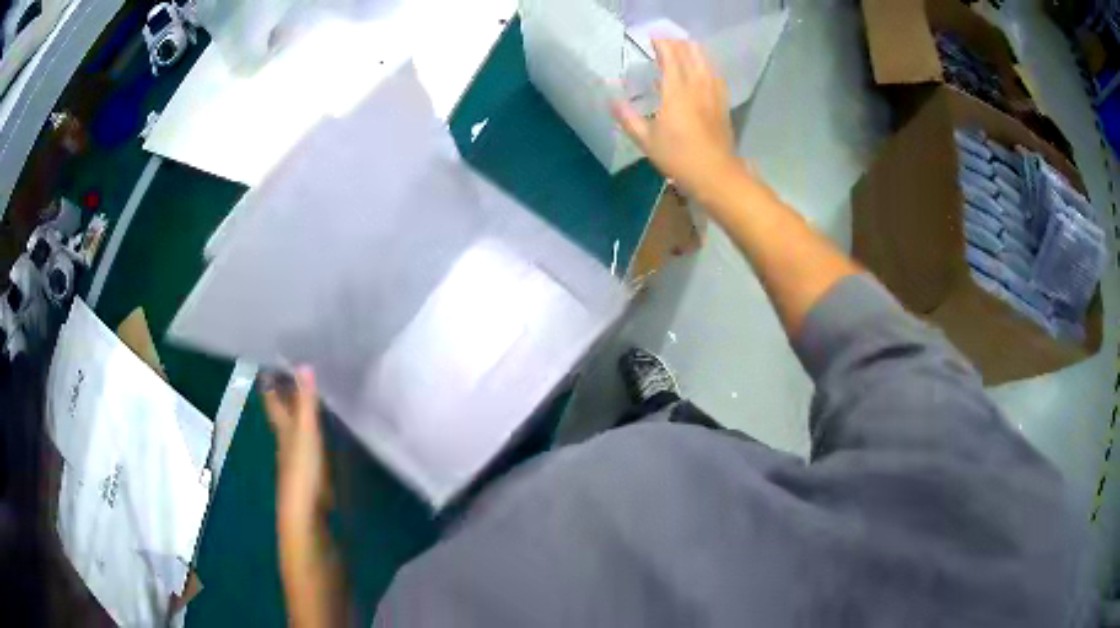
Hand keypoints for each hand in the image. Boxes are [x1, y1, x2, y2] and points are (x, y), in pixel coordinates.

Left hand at [262, 367, 328, 530]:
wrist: (306, 509)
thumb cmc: (302, 468)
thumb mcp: (305, 431)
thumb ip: (306, 401)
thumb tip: (304, 363)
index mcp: (282, 426)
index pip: (272, 399)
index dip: (270, 382)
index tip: (271, 362)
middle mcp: (286, 437)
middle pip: (282, 411)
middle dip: (285, 393)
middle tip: (293, 370)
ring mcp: (298, 453)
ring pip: (296, 425)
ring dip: (300, 410)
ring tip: (311, 392)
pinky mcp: (311, 466)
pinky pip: (310, 439)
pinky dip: (313, 428)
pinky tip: (322, 426)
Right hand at [613, 39, 741, 200]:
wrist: (716, 175)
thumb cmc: (679, 158)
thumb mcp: (646, 141)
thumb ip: (628, 118)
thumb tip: (612, 101)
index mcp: (676, 92)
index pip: (670, 57)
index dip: (661, 44)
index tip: (651, 38)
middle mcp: (697, 87)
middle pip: (690, 55)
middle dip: (677, 44)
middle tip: (664, 43)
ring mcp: (713, 95)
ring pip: (706, 63)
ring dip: (693, 52)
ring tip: (683, 49)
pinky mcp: (722, 104)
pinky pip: (715, 77)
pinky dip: (707, 66)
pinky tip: (703, 69)